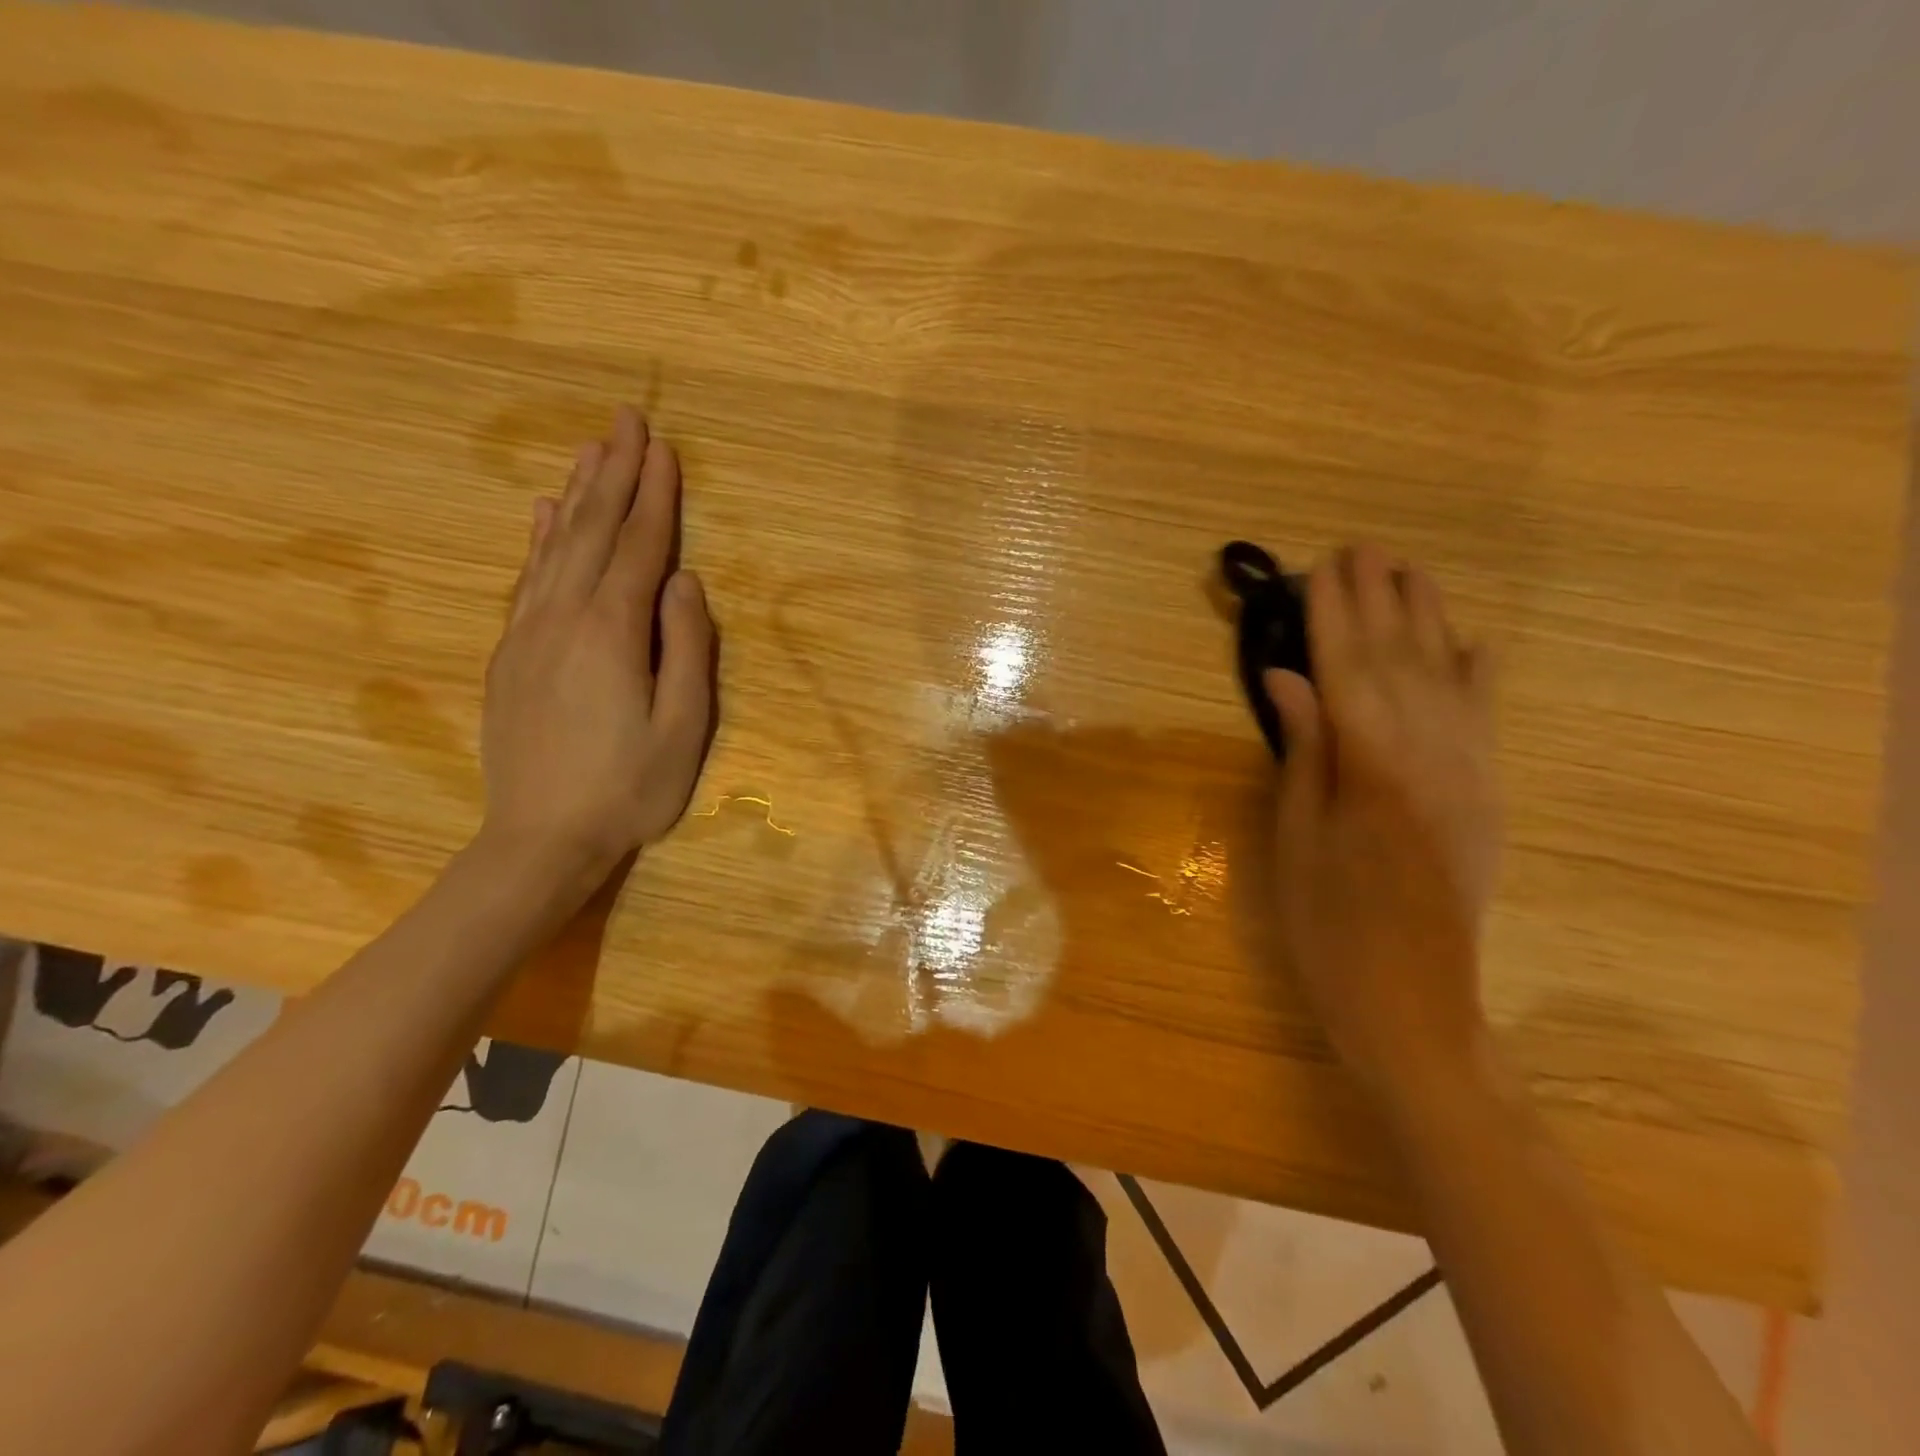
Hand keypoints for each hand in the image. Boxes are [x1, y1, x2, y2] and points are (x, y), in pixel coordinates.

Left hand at [481, 405, 714, 882]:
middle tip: (626, 419)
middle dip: (614, 472)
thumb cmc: (629, 789)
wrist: (540, 838)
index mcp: (613, 633)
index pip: (639, 547)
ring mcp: (529, 633)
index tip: (664, 446)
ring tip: (593, 449)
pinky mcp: (510, 654)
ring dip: (578, 493)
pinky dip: (538, 539)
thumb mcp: (683, 729)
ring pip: (556, 546)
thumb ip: (688, 650)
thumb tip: (686, 583)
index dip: (655, 496)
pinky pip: (526, 579)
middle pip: (593, 531)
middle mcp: (564, 617)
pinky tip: (544, 513)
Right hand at [1264, 543, 1498, 1097]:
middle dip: (1380, 600)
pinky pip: (1484, 719)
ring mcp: (1469, 773)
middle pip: (1401, 660)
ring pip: (1448, 677)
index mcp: (1374, 767)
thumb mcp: (1296, 838)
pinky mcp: (1485, 795)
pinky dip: (1478, 675)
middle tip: (1360, 549)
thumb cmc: (1329, 925)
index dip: (1333, 614)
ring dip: (1427, 619)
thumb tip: (1288, 678)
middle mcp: (1432, 755)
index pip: (1348, 669)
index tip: (1320, 566)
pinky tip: (1473, 642)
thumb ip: (1303, 750)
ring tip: (1409, 572)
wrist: (1412, 1000)